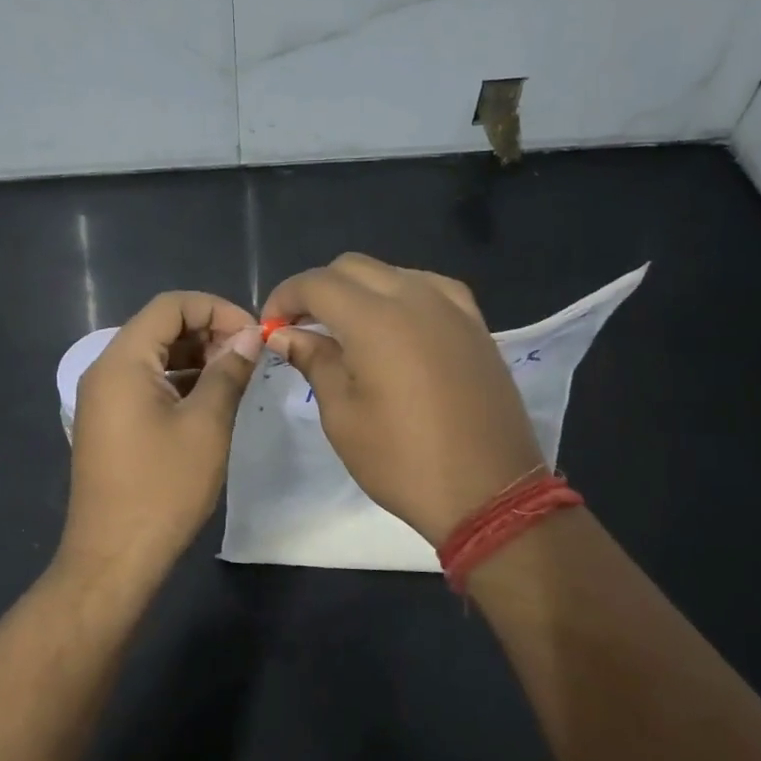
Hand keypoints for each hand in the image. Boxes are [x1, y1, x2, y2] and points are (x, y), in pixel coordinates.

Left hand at [59, 291, 261, 581]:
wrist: (114, 557)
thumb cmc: (163, 488)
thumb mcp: (206, 425)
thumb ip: (228, 372)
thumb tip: (249, 337)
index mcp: (122, 361)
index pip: (170, 306)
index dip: (216, 308)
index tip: (254, 334)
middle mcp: (105, 370)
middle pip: (159, 328)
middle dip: (208, 331)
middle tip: (249, 356)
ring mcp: (103, 399)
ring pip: (154, 356)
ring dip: (196, 357)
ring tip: (237, 376)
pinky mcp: (110, 423)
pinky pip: (146, 384)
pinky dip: (179, 382)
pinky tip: (211, 399)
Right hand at [262, 253, 542, 545]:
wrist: (488, 492)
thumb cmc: (402, 460)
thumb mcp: (343, 417)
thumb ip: (314, 362)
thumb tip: (285, 334)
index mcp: (375, 319)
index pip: (316, 283)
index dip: (285, 297)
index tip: (271, 327)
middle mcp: (415, 297)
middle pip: (353, 268)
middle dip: (318, 290)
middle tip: (300, 327)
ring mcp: (452, 308)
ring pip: (391, 273)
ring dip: (358, 290)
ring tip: (344, 330)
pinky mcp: (475, 325)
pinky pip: (429, 289)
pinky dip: (400, 296)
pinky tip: (394, 327)